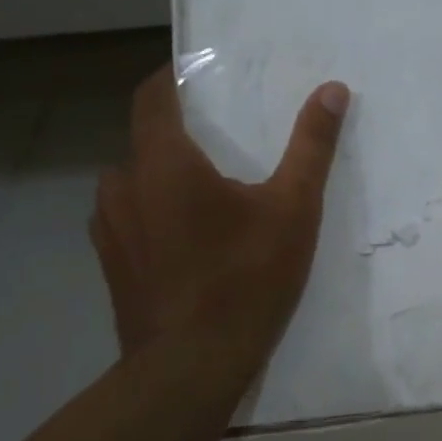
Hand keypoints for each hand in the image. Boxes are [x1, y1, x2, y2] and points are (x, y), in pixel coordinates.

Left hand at [90, 66, 349, 368]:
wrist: (191, 366)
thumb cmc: (245, 279)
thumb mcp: (293, 209)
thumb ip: (311, 146)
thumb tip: (332, 90)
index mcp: (163, 162)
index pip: (154, 96)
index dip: (175, 77)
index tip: (203, 74)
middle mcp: (123, 185)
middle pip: (146, 139)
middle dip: (180, 133)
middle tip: (224, 142)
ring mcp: (109, 227)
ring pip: (135, 181)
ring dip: (165, 175)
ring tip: (208, 193)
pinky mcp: (110, 263)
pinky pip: (131, 217)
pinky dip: (155, 211)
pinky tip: (189, 238)